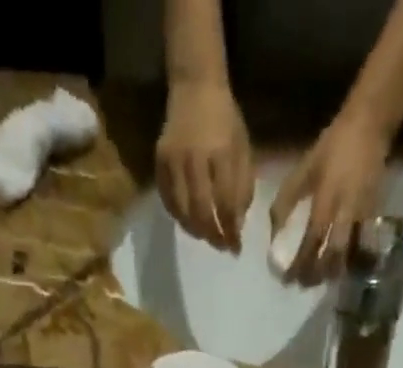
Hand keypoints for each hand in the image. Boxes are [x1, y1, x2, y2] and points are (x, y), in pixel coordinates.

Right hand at [157, 82, 253, 251]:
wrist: (195, 86)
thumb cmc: (225, 119)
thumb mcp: (243, 147)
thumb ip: (243, 186)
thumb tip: (237, 225)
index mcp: (221, 152)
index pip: (226, 203)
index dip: (231, 230)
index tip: (236, 248)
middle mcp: (195, 158)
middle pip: (201, 212)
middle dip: (213, 235)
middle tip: (221, 246)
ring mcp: (174, 161)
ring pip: (182, 211)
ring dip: (196, 231)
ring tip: (206, 236)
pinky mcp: (159, 163)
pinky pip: (168, 201)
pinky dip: (179, 217)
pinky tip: (189, 221)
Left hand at [269, 111, 389, 283]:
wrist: (370, 125)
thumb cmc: (333, 146)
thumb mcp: (304, 168)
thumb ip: (286, 200)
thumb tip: (273, 233)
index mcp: (327, 198)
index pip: (311, 240)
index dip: (299, 264)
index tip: (287, 280)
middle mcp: (346, 210)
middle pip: (333, 254)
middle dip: (317, 274)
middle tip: (303, 284)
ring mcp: (363, 213)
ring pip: (349, 253)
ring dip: (332, 271)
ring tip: (319, 280)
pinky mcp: (374, 213)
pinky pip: (361, 245)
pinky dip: (347, 260)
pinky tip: (337, 266)